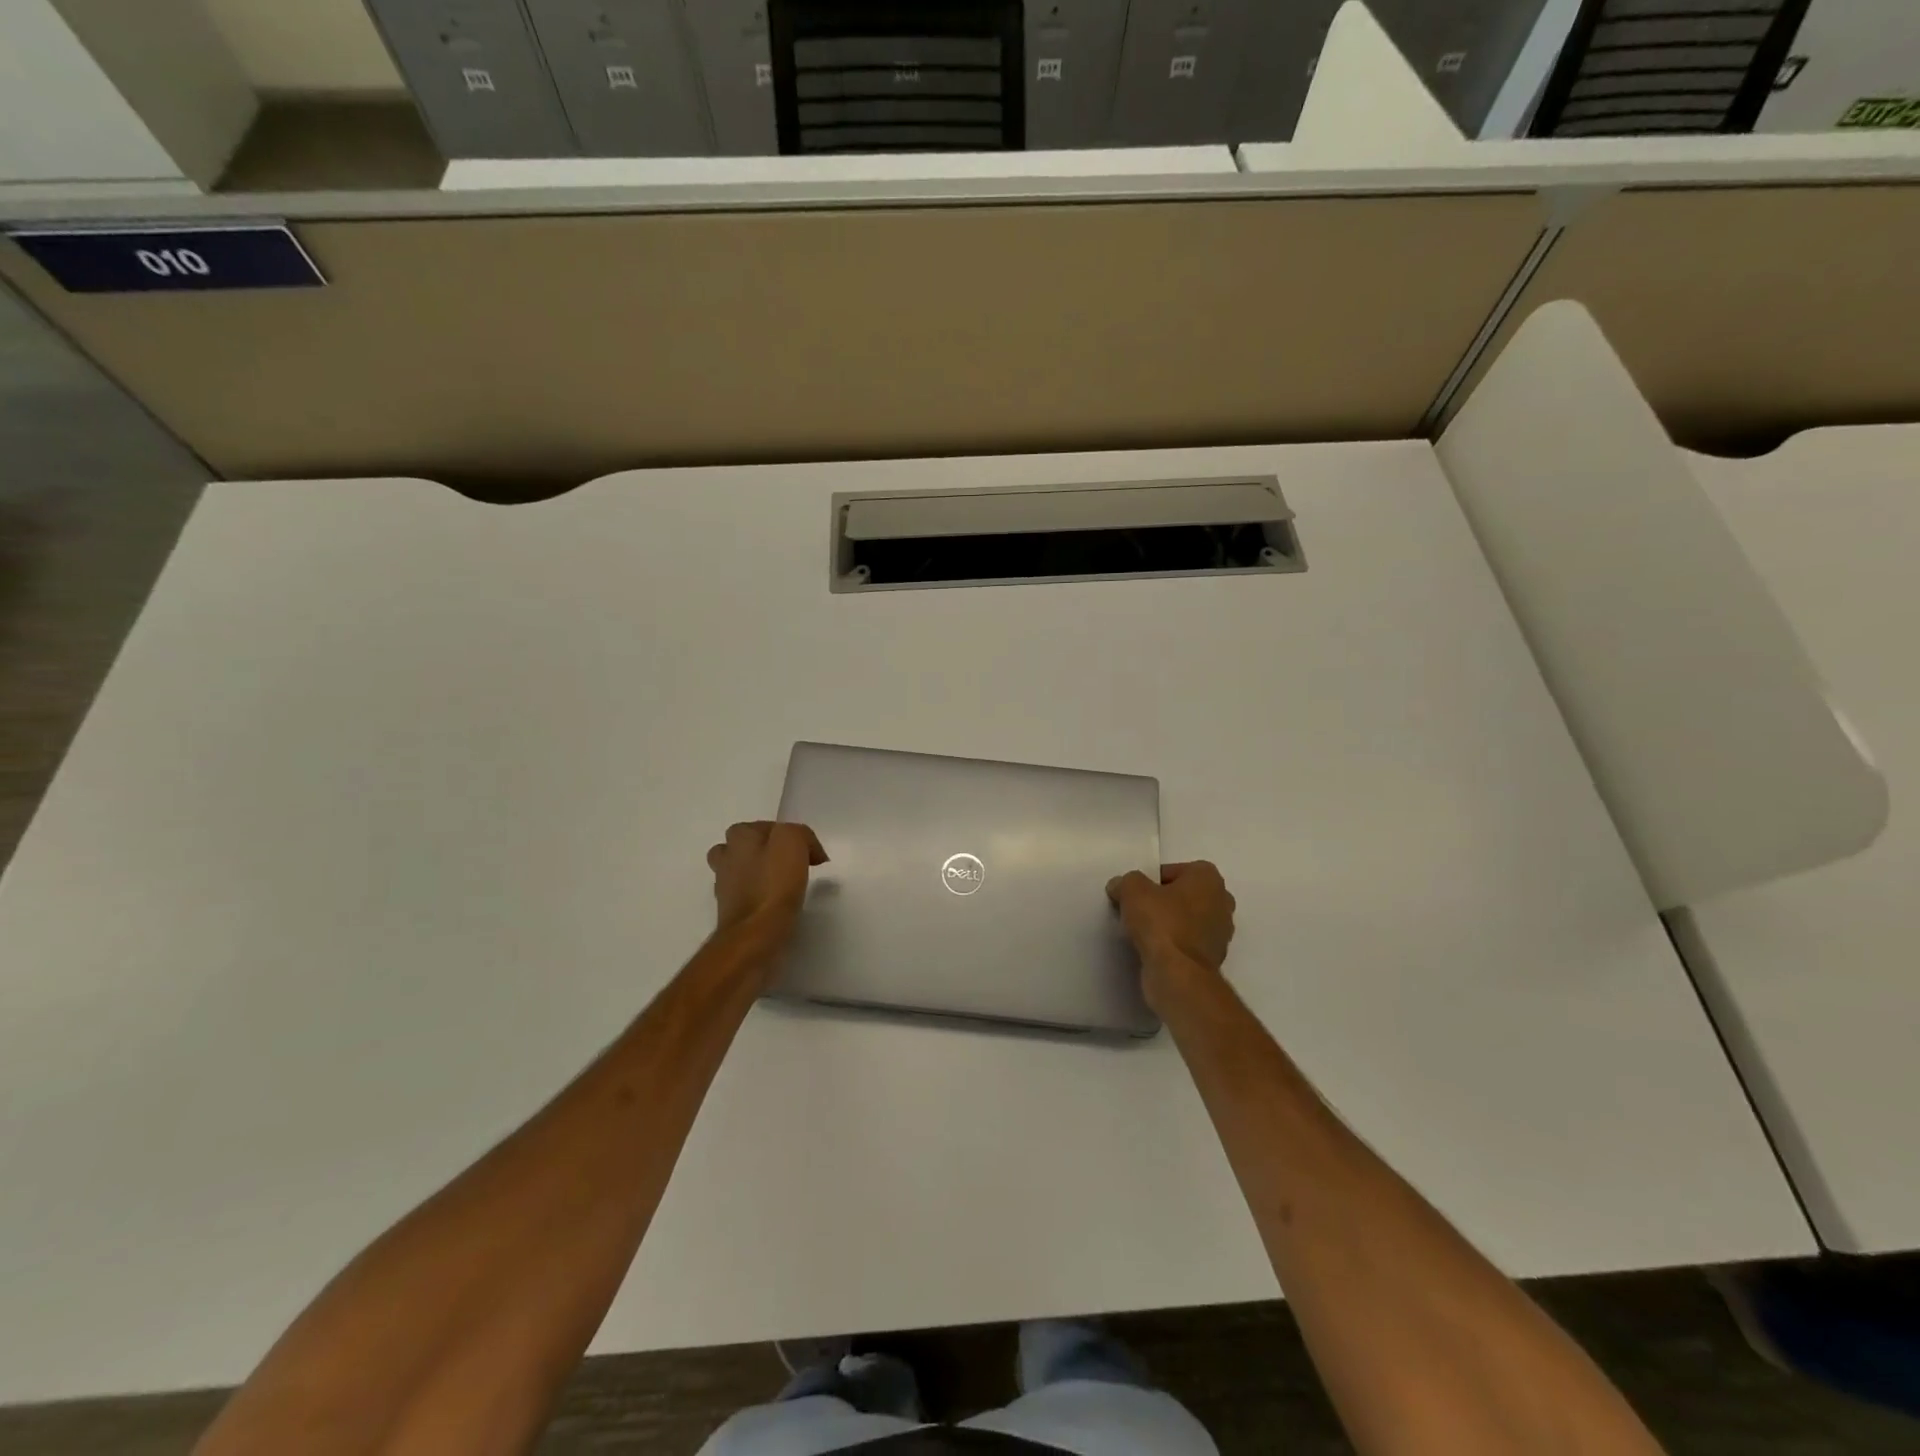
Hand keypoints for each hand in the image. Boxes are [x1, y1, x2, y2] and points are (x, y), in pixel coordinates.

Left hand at [706, 821, 827, 942]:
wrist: (755, 934)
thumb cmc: (773, 884)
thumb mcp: (792, 842)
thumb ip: (800, 834)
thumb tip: (808, 850)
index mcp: (739, 837)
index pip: (765, 826)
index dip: (788, 836)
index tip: (808, 854)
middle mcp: (726, 858)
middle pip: (744, 847)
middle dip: (765, 853)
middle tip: (790, 865)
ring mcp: (724, 886)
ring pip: (741, 872)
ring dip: (759, 875)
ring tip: (783, 885)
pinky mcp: (730, 912)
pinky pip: (746, 897)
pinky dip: (759, 898)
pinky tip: (776, 905)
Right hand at [1107, 862, 1235, 997]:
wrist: (1178, 974)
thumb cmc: (1161, 922)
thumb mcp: (1132, 890)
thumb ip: (1126, 882)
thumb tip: (1120, 886)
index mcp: (1209, 878)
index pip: (1176, 870)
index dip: (1152, 880)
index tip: (1137, 894)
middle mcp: (1222, 901)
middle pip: (1184, 895)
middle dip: (1164, 901)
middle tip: (1139, 910)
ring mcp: (1221, 933)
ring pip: (1187, 920)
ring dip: (1169, 924)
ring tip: (1143, 932)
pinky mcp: (1213, 958)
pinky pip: (1188, 943)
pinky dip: (1173, 944)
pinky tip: (1154, 950)